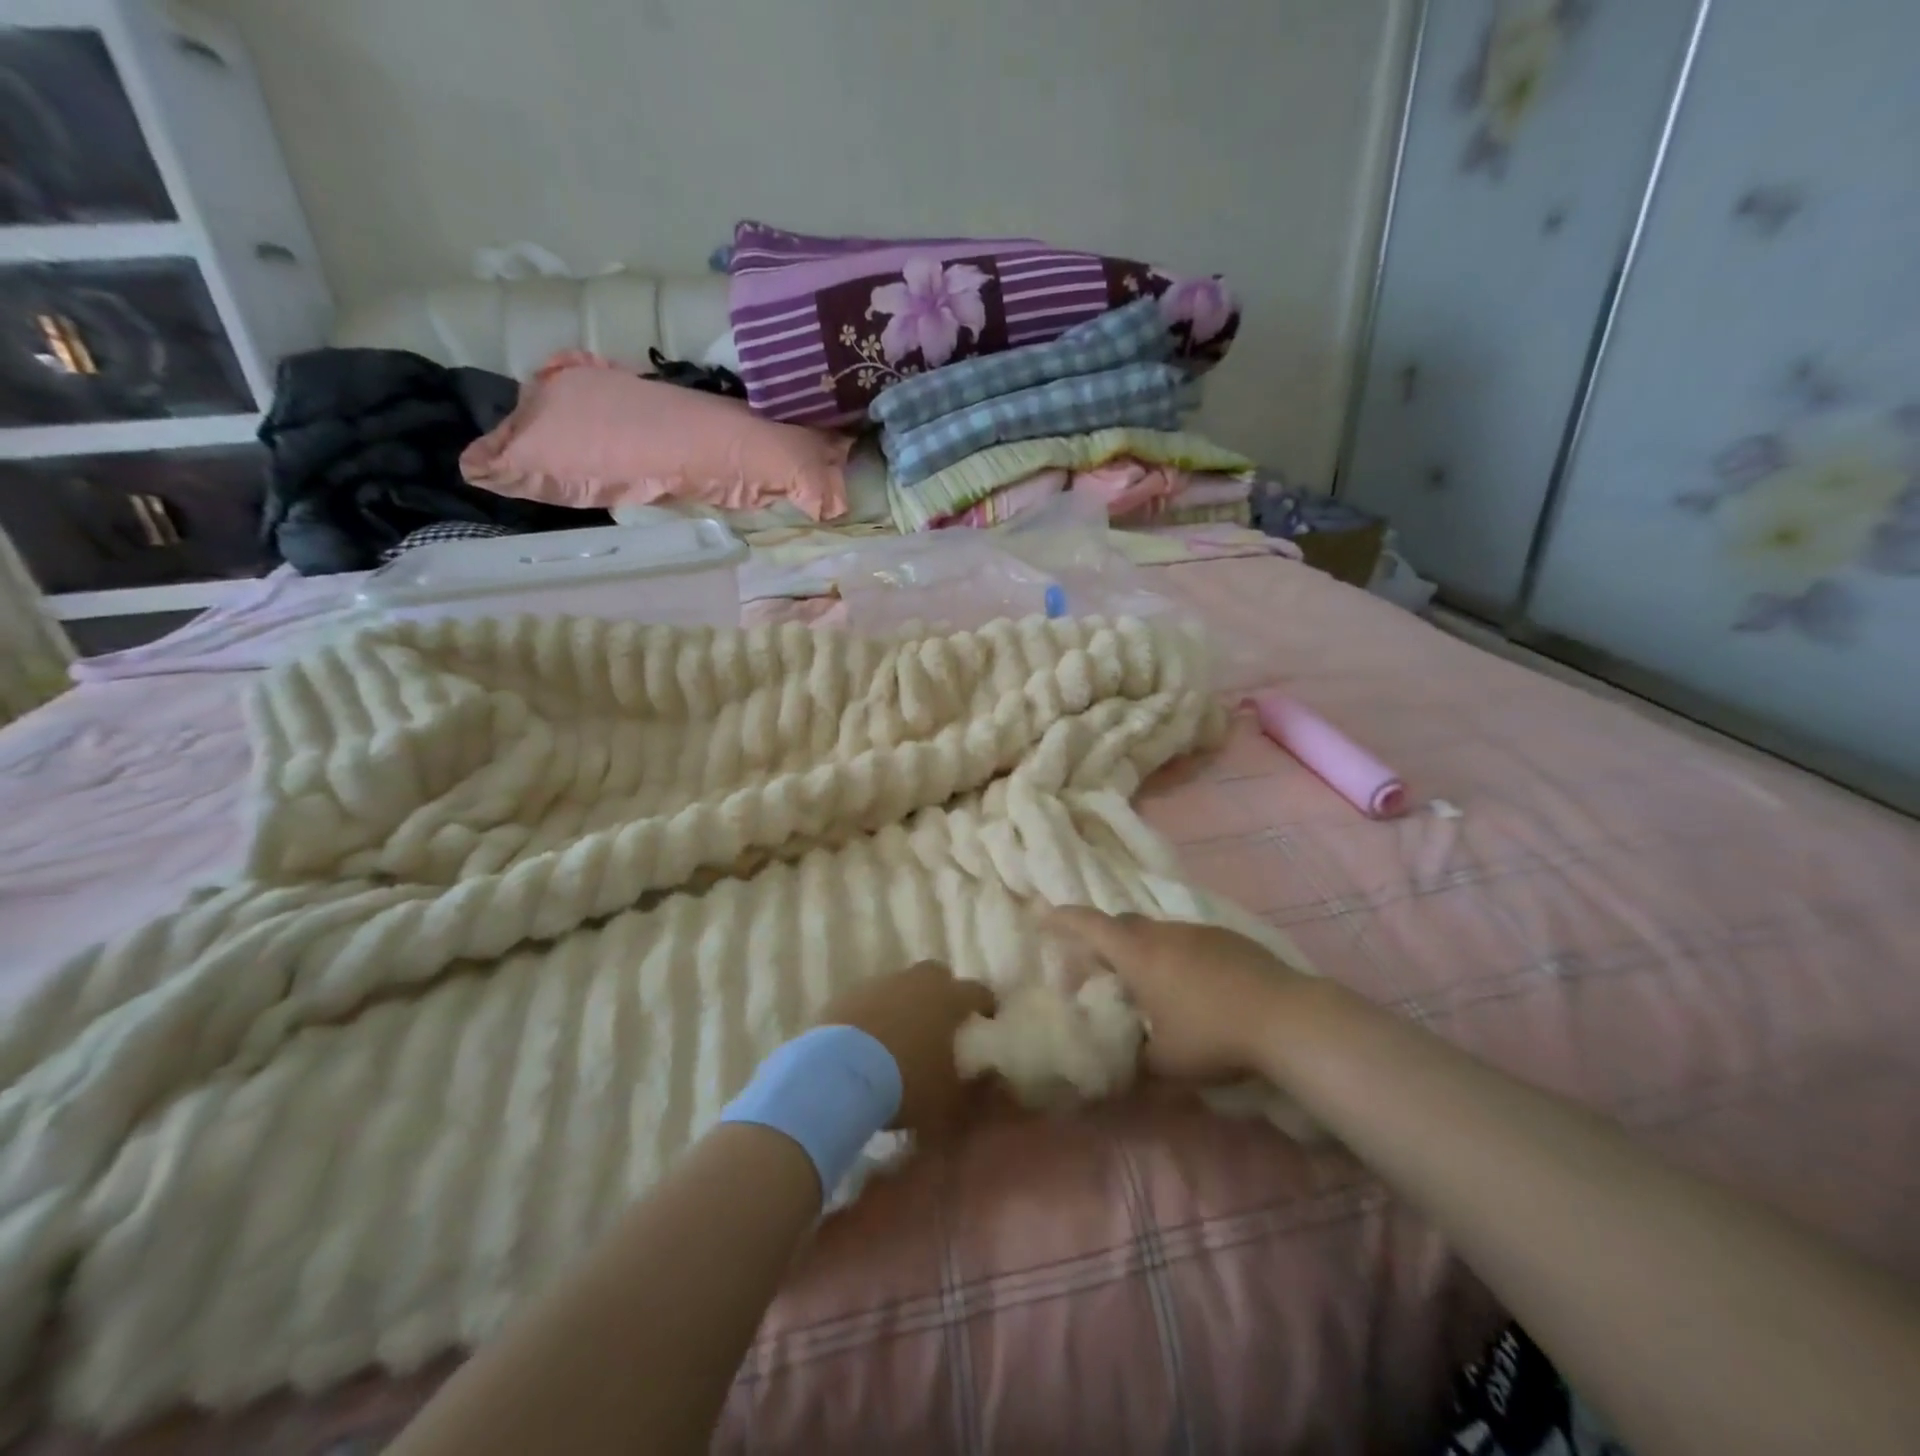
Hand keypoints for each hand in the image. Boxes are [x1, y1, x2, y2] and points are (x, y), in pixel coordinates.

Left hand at [817, 963, 997, 1135]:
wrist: (838, 1074)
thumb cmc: (906, 1083)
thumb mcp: (949, 1101)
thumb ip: (974, 1089)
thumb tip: (990, 1079)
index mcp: (949, 998)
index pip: (979, 991)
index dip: (986, 1006)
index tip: (987, 1023)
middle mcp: (917, 981)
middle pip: (938, 976)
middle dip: (943, 995)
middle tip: (941, 1025)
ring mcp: (880, 983)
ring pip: (901, 986)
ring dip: (905, 1004)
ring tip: (901, 1038)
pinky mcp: (848, 994)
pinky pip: (870, 1000)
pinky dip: (875, 1015)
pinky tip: (869, 1043)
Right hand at [1044, 909, 1310, 1082]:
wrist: (1285, 1017)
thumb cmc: (1212, 1036)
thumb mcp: (1165, 1062)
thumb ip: (1136, 1060)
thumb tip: (1122, 1068)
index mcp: (1138, 955)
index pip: (1090, 926)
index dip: (1064, 919)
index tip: (1044, 914)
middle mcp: (1163, 933)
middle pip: (1123, 923)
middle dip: (1104, 936)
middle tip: (1099, 961)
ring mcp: (1198, 931)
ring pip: (1158, 931)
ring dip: (1145, 948)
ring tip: (1151, 982)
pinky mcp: (1228, 937)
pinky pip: (1189, 939)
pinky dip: (1178, 955)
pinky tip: (1195, 985)